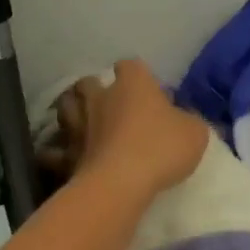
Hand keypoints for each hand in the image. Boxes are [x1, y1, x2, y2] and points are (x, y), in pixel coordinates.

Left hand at [51, 60, 206, 203]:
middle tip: (109, 104)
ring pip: (66, 106)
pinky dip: (56, 150)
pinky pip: (54, 149)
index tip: (147, 89)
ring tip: (83, 122)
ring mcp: (78, 124)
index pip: (131, 65)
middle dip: (95, 89)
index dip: (137, 75)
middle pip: (89, 82)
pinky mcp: (66, 153)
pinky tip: (62, 155)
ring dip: (73, 111)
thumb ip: (190, 122)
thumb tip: (186, 120)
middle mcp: (101, 96)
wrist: (120, 183)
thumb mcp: (195, 133)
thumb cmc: (161, 148)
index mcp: (133, 84)